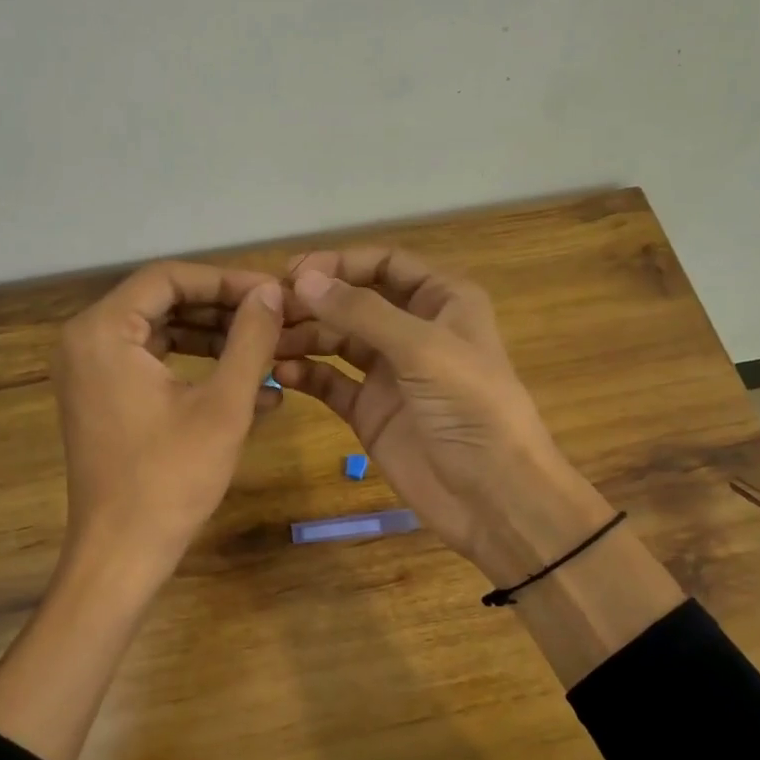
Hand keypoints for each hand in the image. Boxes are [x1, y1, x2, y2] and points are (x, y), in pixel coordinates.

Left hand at [51, 261, 285, 592]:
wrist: (122, 553)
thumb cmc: (171, 478)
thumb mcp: (223, 405)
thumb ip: (250, 339)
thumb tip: (272, 292)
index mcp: (103, 331)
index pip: (169, 278)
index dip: (226, 280)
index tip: (273, 293)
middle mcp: (86, 341)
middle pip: (164, 302)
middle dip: (224, 310)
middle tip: (275, 318)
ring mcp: (91, 372)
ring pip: (163, 334)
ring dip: (217, 340)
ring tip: (270, 350)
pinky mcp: (103, 399)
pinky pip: (154, 365)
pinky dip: (197, 369)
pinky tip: (252, 388)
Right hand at [276, 248, 612, 583]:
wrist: (493, 495)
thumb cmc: (470, 407)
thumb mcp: (421, 348)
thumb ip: (361, 312)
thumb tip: (303, 279)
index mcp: (442, 301)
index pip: (386, 264)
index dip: (341, 264)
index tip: (293, 273)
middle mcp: (414, 330)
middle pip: (355, 302)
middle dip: (314, 302)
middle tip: (269, 311)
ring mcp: (390, 373)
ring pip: (337, 341)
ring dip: (304, 337)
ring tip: (267, 342)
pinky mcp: (371, 411)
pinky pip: (331, 383)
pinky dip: (307, 375)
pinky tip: (281, 374)